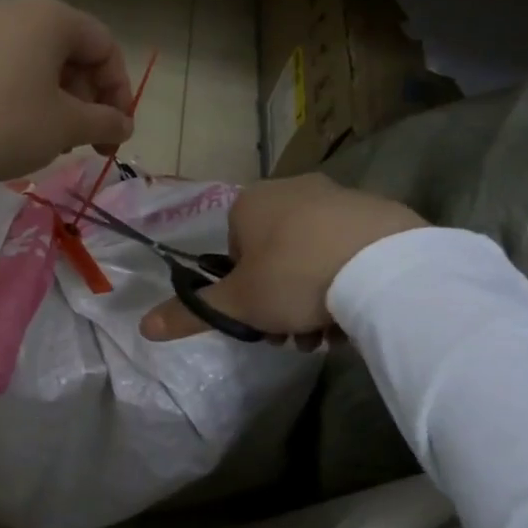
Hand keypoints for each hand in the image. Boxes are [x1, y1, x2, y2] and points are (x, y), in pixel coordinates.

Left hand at [0, 0, 134, 180]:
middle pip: (73, 54)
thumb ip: (104, 122)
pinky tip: (25, 131)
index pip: (105, 48)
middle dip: (89, 101)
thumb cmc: (8, 121)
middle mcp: (20, 10)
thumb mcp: (65, 126)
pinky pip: (12, 68)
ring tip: (58, 142)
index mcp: (52, 17)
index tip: (116, 132)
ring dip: (61, 103)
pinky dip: (30, 96)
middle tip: (88, 142)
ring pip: (42, 63)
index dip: (119, 92)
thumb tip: (123, 126)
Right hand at [140, 175, 426, 340]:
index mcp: (250, 203)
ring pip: (313, 256)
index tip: (258, 318)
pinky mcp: (380, 212)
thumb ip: (190, 313)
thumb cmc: (293, 278)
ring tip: (329, 335)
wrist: (383, 266)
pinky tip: (357, 313)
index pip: (233, 250)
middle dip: (279, 301)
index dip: (242, 289)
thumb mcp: (237, 304)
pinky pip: (350, 251)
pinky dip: (347, 281)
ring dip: (312, 298)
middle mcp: (292, 189)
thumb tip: (143, 327)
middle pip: (274, 256)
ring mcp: (340, 197)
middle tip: (293, 337)